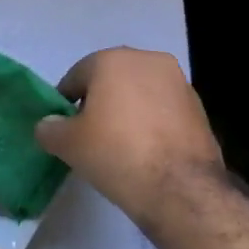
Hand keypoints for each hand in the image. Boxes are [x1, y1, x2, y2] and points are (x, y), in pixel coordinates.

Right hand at [34, 47, 224, 225]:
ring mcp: (179, 83)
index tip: (64, 128)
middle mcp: (148, 61)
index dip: (65, 102)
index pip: (77, 76)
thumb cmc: (116, 153)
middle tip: (89, 135)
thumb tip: (48, 126)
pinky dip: (151, 124)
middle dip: (99, 103)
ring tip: (119, 145)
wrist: (180, 188)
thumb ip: (50, 129)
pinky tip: (145, 151)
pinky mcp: (199, 108)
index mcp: (113, 60)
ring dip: (127, 112)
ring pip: (139, 94)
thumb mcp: (67, 144)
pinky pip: (162, 111)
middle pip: (111, 80)